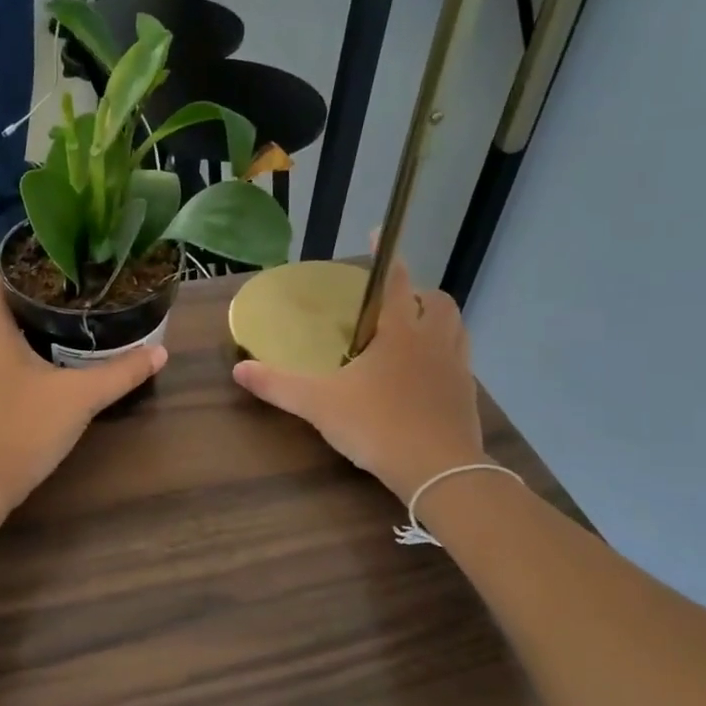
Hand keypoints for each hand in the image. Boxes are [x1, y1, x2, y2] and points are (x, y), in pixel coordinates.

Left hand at [0, 273, 166, 519]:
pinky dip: (6, 376)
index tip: (47, 272)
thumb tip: (161, 352)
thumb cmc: (24, 428)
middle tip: (69, 313)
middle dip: (29, 313)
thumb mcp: (81, 399)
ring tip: (56, 349)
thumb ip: (121, 374)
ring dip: (18, 348)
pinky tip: (32, 392)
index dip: (14, 272)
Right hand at [233, 259, 485, 501]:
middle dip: (419, 294)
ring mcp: (457, 368)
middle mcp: (434, 341)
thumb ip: (277, 386)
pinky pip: (459, 363)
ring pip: (455, 330)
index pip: (395, 280)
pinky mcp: (466, 396)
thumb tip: (238, 369)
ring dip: (436, 323)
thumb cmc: (378, 426)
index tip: (379, 234)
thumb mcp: (318, 405)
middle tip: (394, 304)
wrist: (439, 471)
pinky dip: (443, 358)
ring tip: (411, 336)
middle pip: (437, 301)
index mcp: (400, 332)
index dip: (386, 255)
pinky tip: (422, 379)